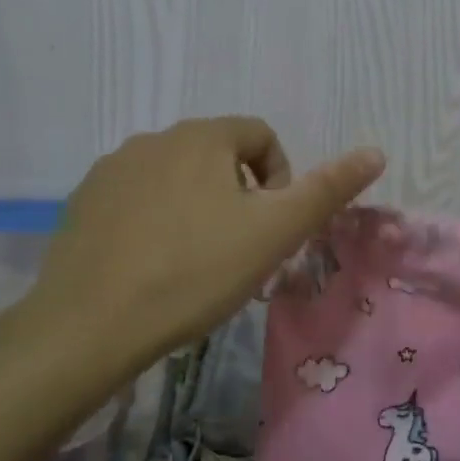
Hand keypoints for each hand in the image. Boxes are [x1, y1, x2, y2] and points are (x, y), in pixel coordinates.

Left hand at [12, 117, 384, 405]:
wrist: (90, 325)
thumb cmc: (195, 272)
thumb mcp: (274, 233)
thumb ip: (327, 190)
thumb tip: (376, 152)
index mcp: (202, 137)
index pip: (261, 136)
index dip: (279, 178)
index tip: (270, 227)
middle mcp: (153, 138)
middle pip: (218, 155)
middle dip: (239, 196)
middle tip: (239, 250)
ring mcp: (111, 170)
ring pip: (177, 178)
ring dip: (198, 207)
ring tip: (197, 261)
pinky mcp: (83, 203)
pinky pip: (137, 199)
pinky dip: (156, 221)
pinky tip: (153, 265)